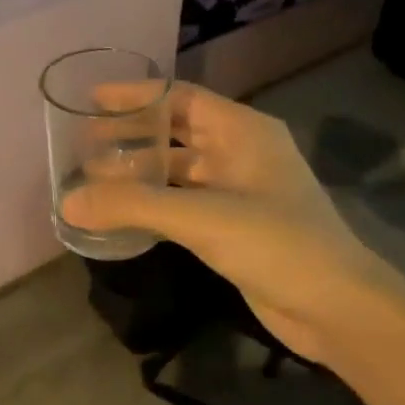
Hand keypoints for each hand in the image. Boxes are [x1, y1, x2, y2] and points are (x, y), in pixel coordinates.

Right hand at [63, 82, 404, 364]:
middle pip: (175, 132)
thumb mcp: (199, 217)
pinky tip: (122, 213)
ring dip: (139, 173)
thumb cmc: (275, 243)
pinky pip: (183, 203)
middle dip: (131, 135)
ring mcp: (239, 191)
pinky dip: (153, 204)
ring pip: (177, 171)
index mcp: (242, 131)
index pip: (180, 97)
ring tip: (92, 178)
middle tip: (83, 142)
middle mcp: (240, 152)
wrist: (336, 308)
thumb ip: (131, 206)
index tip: (92, 99)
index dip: (136, 95)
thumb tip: (68, 202)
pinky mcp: (234, 226)